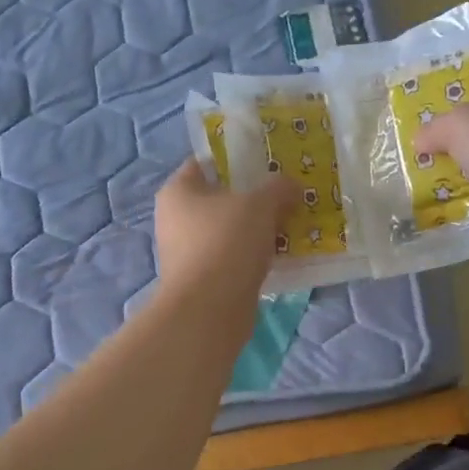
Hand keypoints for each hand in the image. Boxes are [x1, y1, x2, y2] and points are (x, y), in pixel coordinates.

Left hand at [153, 160, 299, 302]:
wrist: (210, 309)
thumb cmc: (227, 242)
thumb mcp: (260, 204)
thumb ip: (279, 188)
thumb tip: (293, 186)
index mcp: (178, 191)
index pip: (205, 163)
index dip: (236, 160)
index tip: (267, 164)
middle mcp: (175, 219)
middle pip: (219, 199)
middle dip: (252, 198)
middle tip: (285, 196)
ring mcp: (186, 252)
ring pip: (228, 231)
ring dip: (255, 230)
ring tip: (288, 227)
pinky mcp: (200, 280)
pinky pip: (231, 258)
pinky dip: (252, 257)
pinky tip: (278, 257)